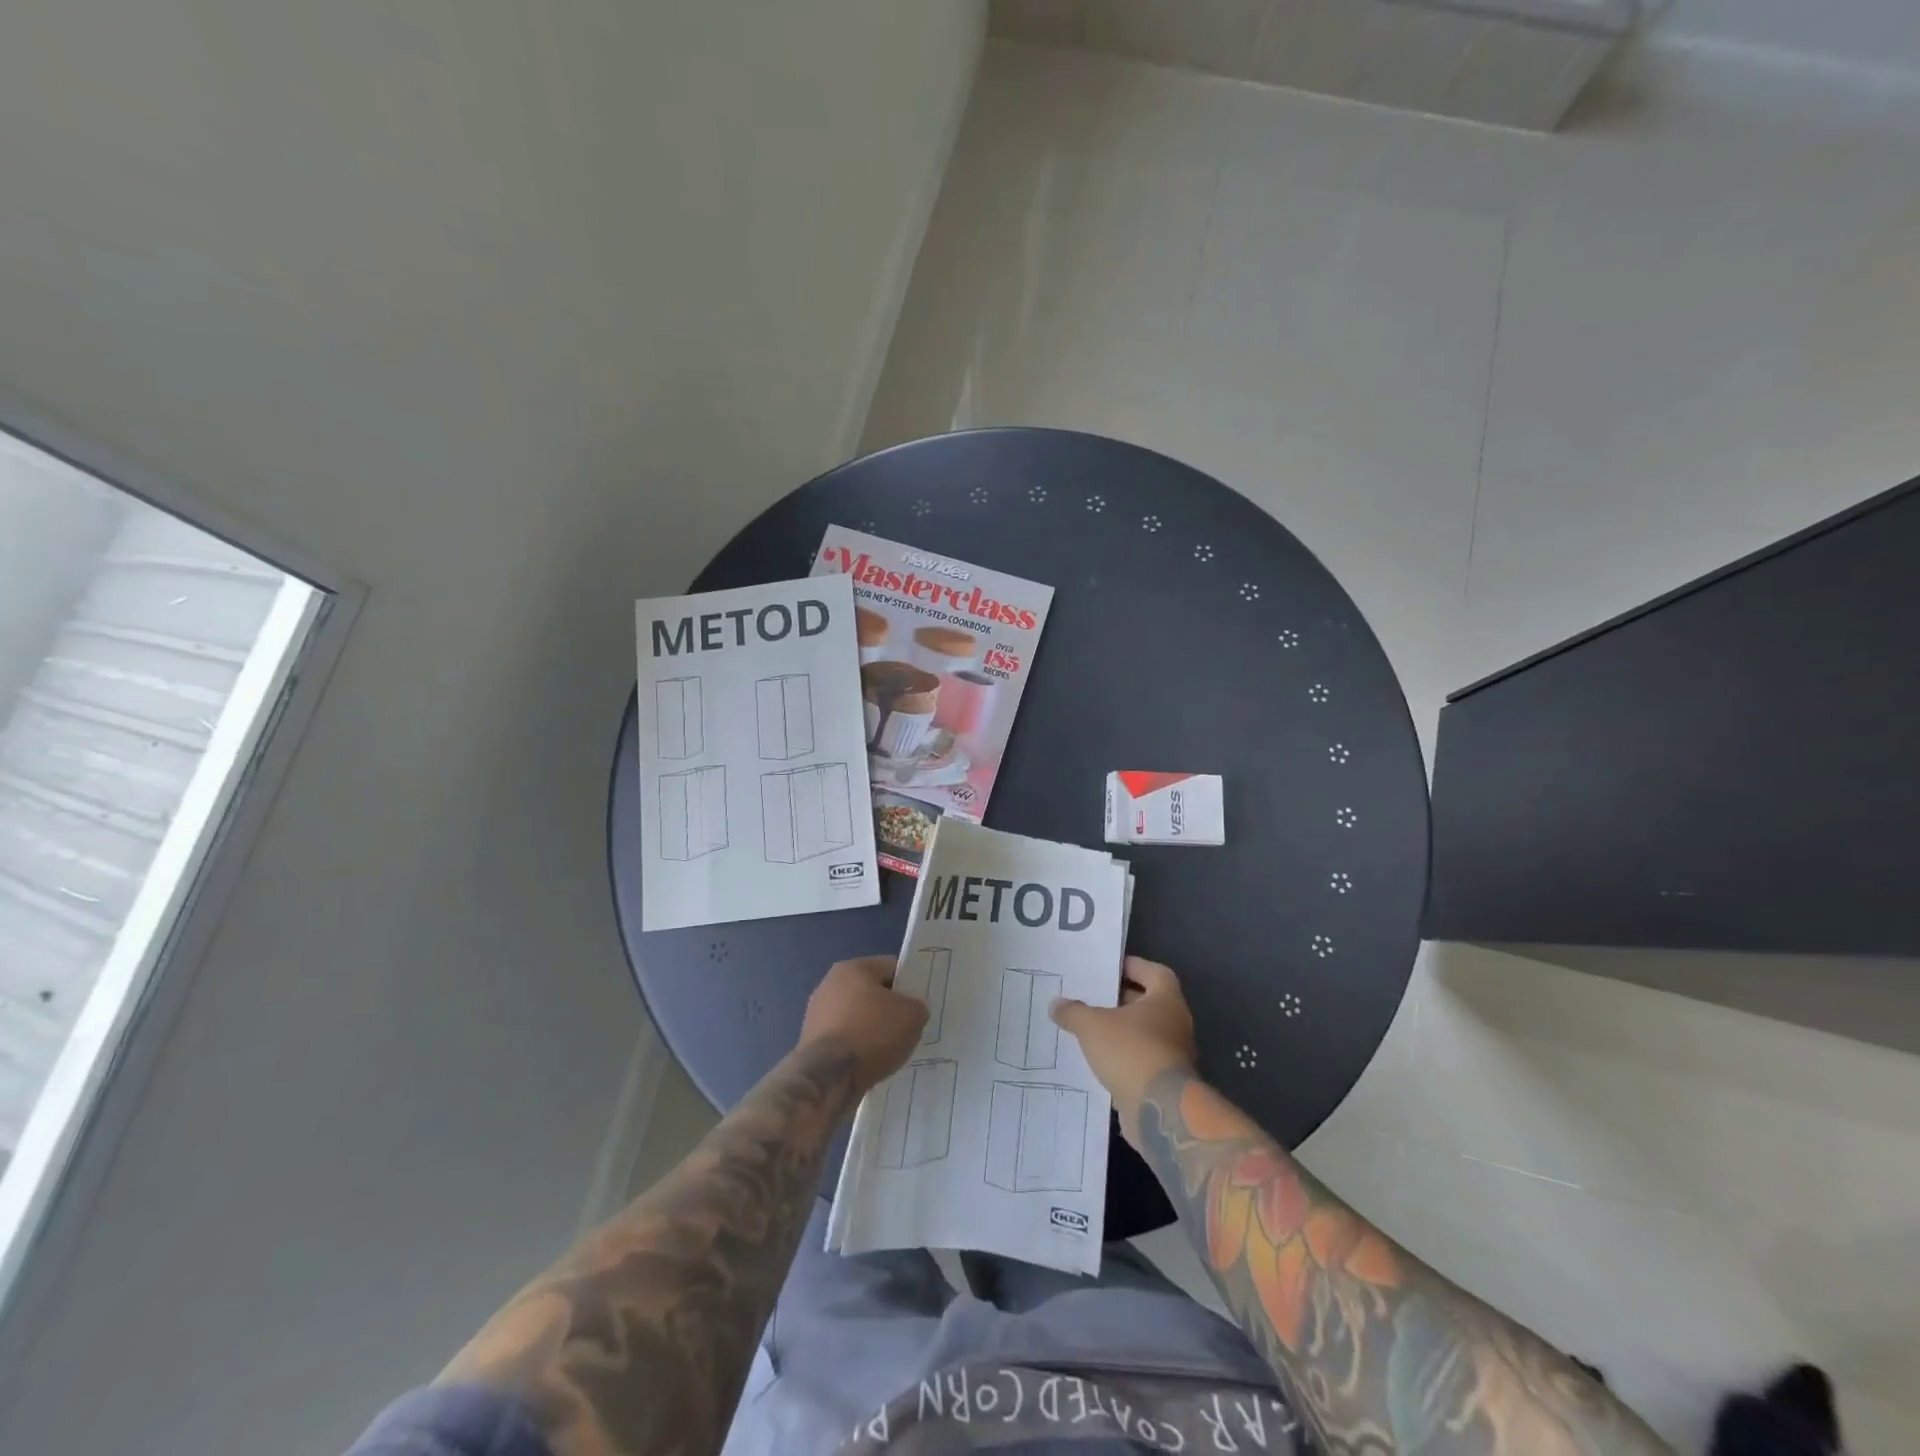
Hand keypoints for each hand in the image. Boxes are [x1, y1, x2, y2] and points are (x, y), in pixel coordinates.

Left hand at [798, 956, 928, 1093]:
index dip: (909, 984)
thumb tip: (912, 1010)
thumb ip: (917, 1006)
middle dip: (889, 1009)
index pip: (890, 967)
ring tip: (890, 1051)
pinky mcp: (810, 1042)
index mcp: (853, 968)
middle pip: (871, 993)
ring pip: (857, 1017)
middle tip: (908, 1028)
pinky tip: (870, 1064)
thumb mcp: (912, 1016)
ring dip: (872, 1030)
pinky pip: (845, 1039)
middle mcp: (829, 985)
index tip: (919, 1004)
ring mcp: (816, 1014)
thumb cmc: (872, 1034)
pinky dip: (857, 1048)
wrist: (828, 1079)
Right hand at [1051, 957, 1197, 1147]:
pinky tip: (1097, 1060)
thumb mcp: (1092, 1025)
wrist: (1159, 1110)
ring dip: (1120, 1031)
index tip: (1109, 968)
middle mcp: (1175, 1023)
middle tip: (1091, 996)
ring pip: (1143, 1034)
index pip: (1154, 972)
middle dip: (1121, 1000)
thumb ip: (1074, 1011)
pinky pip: (1140, 1060)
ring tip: (1088, 1028)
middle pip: (1148, 1003)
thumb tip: (1056, 1004)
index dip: (1133, 967)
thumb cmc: (1131, 1051)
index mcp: (1166, 1000)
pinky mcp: (1164, 1082)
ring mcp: (1173, 1055)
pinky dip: (1122, 1058)